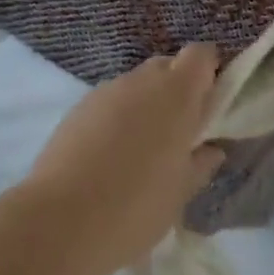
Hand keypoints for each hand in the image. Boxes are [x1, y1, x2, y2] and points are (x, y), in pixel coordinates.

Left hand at [16, 45, 225, 274]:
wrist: (61, 219)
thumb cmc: (136, 207)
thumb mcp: (179, 193)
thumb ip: (199, 163)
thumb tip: (211, 148)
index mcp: (175, 95)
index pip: (200, 55)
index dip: (209, 72)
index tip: (212, 104)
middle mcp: (140, 81)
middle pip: (167, 66)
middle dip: (178, 90)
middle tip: (182, 134)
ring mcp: (106, 90)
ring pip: (137, 85)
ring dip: (147, 105)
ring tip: (145, 151)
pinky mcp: (79, 106)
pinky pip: (111, 101)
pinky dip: (119, 117)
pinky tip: (112, 155)